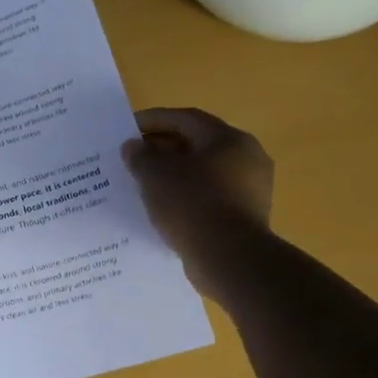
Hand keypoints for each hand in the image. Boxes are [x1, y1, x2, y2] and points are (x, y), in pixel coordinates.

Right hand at [121, 107, 273, 284]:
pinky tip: (165, 208)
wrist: (230, 258)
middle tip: (133, 157)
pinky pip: (210, 196)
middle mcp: (246, 157)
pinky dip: (187, 196)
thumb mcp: (155, 176)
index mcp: (228, 139)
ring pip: (204, 172)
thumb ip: (141, 156)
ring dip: (174, 174)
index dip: (154, 120)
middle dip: (163, 148)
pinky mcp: (246, 215)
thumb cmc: (192, 205)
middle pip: (197, 144)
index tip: (127, 129)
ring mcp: (250, 188)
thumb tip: (133, 146)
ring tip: (144, 183)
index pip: (186, 119)